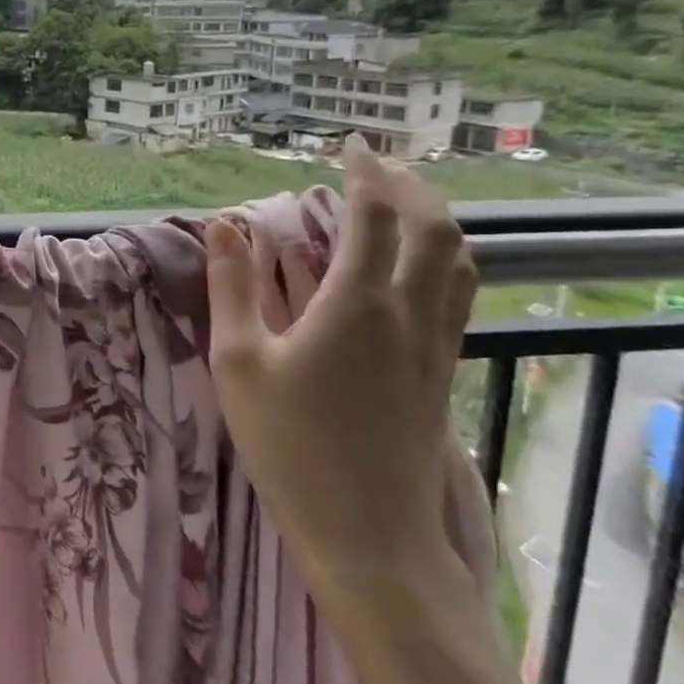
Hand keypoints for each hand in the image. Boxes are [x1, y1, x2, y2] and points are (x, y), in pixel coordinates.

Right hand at [206, 136, 478, 598]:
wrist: (368, 534)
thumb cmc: (290, 445)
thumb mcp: (240, 362)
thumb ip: (232, 287)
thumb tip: (225, 225)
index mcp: (357, 304)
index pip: (375, 216)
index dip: (365, 174)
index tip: (349, 148)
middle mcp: (408, 314)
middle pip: (433, 229)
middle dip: (409, 187)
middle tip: (378, 167)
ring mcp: (435, 345)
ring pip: (458, 261)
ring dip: (436, 219)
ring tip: (405, 203)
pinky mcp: (442, 372)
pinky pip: (458, 295)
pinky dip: (444, 259)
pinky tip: (417, 268)